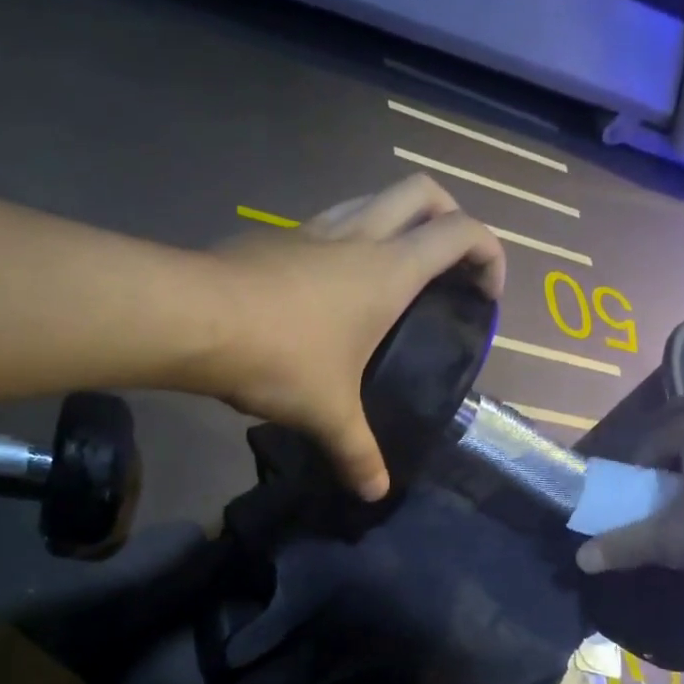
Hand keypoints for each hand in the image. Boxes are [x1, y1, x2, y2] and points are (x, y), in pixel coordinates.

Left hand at [209, 174, 506, 500]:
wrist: (194, 318)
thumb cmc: (279, 357)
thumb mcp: (327, 412)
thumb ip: (357, 453)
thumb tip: (376, 492)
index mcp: (388, 271)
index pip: (462, 233)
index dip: (489, 254)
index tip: (486, 294)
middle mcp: (357, 236)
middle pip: (422, 191)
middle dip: (450, 215)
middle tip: (448, 264)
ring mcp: (312, 230)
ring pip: (371, 198)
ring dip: (395, 220)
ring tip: (393, 273)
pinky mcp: (274, 237)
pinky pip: (326, 223)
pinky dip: (346, 239)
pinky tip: (329, 285)